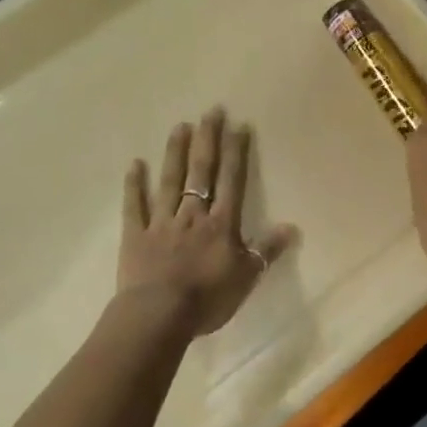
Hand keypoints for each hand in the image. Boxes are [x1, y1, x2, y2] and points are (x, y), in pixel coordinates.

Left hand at [119, 108, 298, 338]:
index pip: (231, 181)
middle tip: (210, 111)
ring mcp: (162, 222)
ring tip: (179, 126)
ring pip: (170, 181)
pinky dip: (134, 186)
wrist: (159, 315)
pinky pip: (135, 207)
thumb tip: (292, 227)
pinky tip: (134, 164)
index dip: (236, 153)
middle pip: (201, 172)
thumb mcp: (246, 278)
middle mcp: (192, 215)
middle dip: (207, 140)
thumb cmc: (207, 299)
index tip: (238, 125)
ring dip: (175, 153)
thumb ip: (267, 251)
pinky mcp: (136, 236)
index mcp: (220, 224)